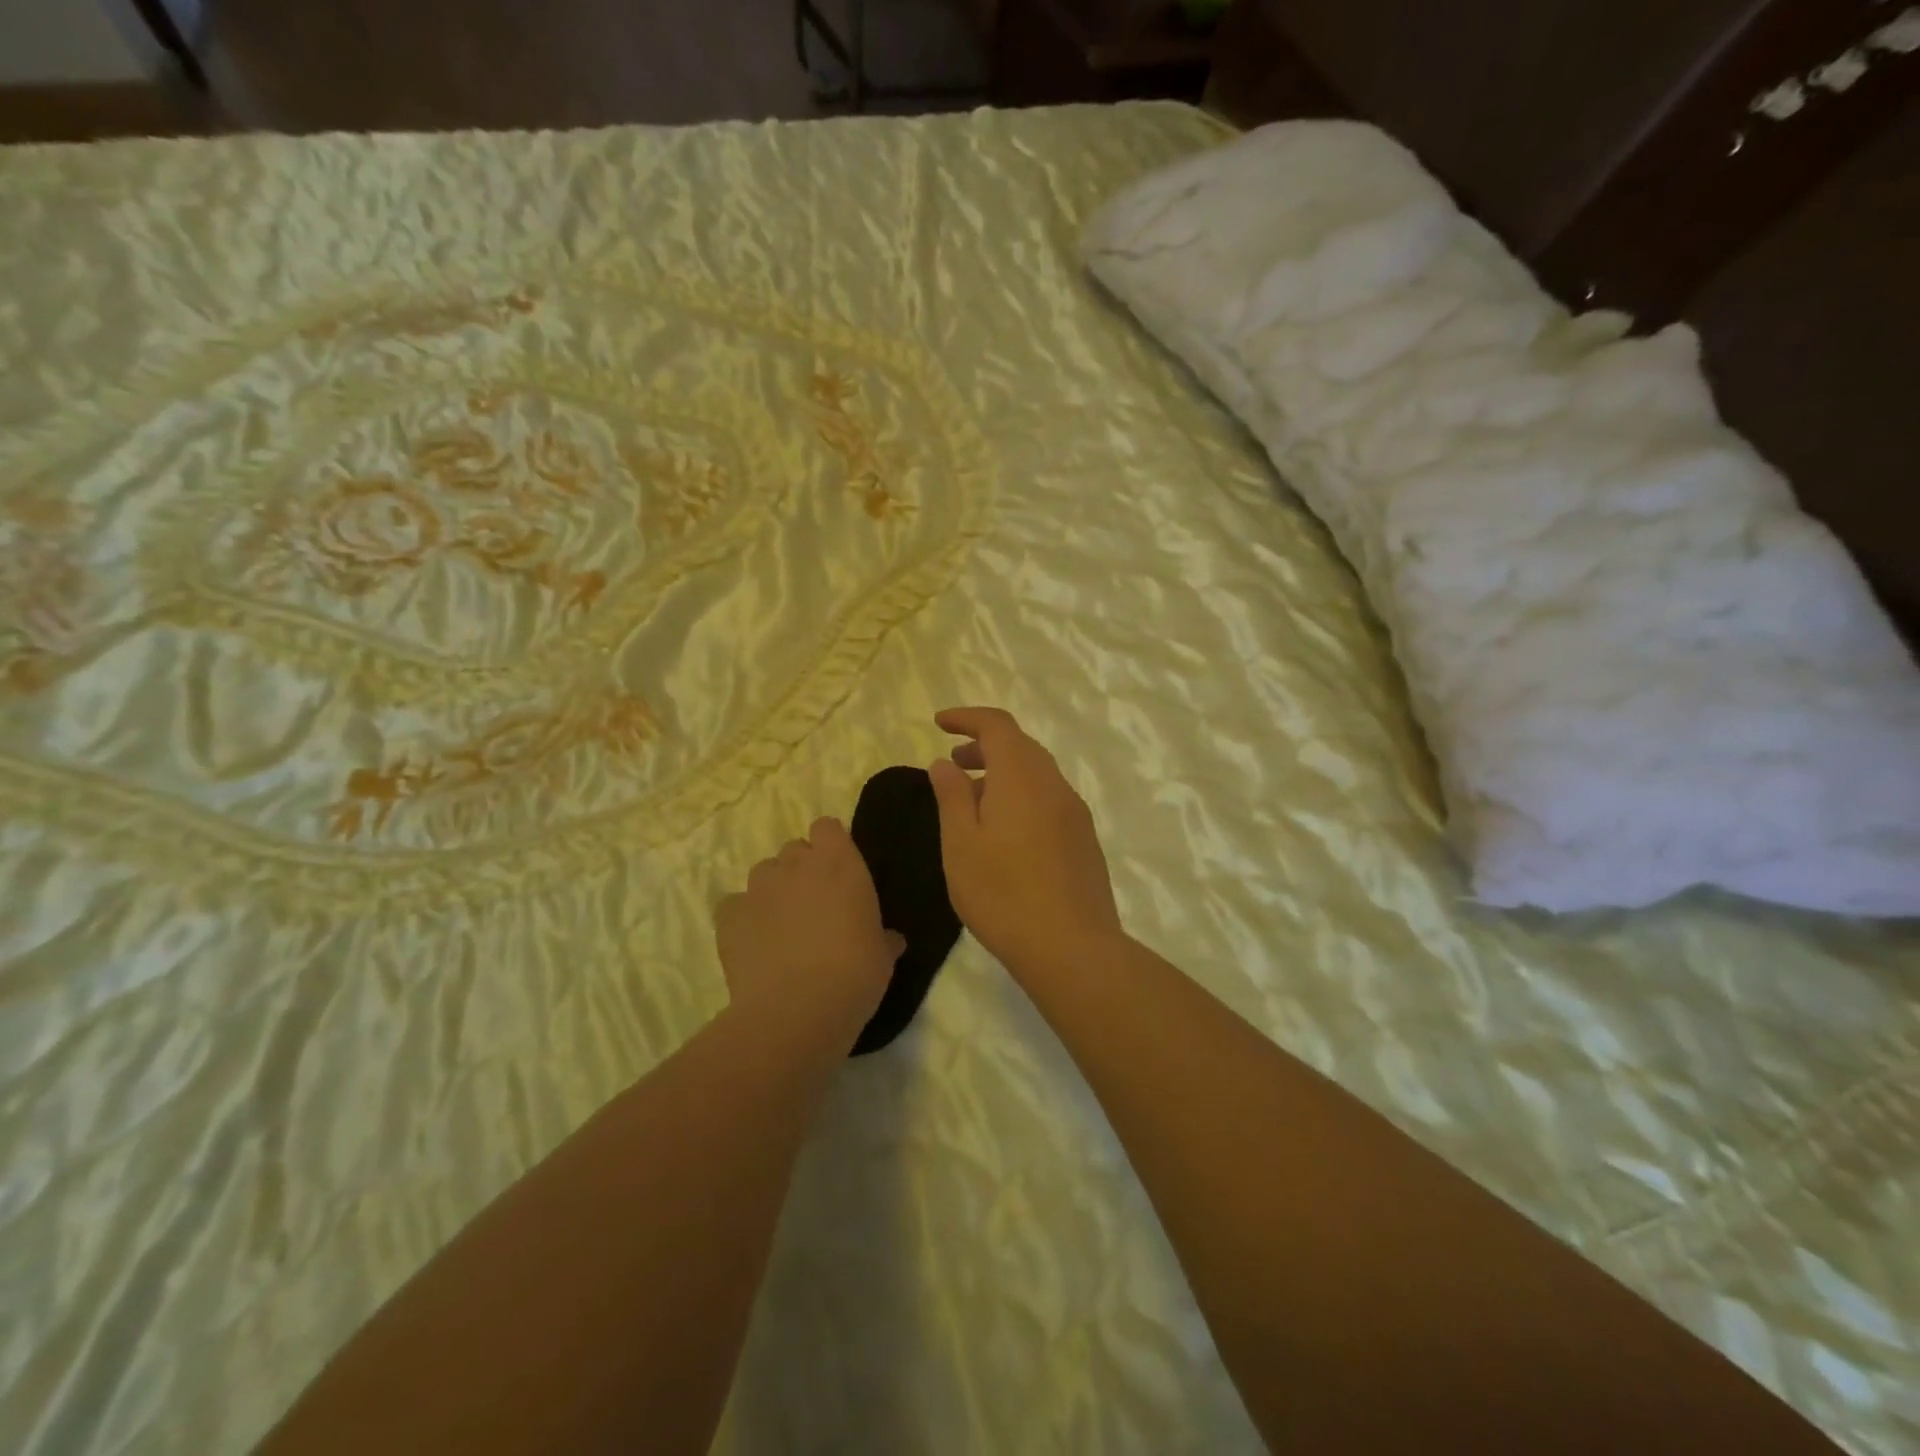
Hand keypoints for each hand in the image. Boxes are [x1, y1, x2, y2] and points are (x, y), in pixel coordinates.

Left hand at [715, 817, 904, 1029]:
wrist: (798, 1010)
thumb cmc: (855, 973)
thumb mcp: (883, 955)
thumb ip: (883, 937)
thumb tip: (891, 939)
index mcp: (839, 862)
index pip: (827, 827)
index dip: (831, 846)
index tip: (838, 872)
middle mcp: (796, 863)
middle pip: (794, 849)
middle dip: (801, 870)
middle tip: (813, 906)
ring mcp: (758, 886)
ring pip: (764, 873)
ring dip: (773, 891)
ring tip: (781, 928)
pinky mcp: (729, 914)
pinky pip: (735, 905)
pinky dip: (743, 918)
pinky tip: (754, 945)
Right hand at [928, 707, 1123, 976]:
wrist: (1072, 947)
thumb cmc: (1003, 894)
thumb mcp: (961, 844)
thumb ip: (952, 796)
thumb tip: (945, 763)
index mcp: (1022, 777)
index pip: (998, 726)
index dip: (968, 717)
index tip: (939, 723)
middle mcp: (1054, 785)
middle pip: (1021, 746)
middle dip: (985, 745)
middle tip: (953, 763)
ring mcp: (1075, 812)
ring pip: (1037, 774)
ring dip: (1004, 772)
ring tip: (974, 798)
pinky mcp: (1084, 839)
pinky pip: (1049, 798)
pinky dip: (1022, 795)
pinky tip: (1006, 830)